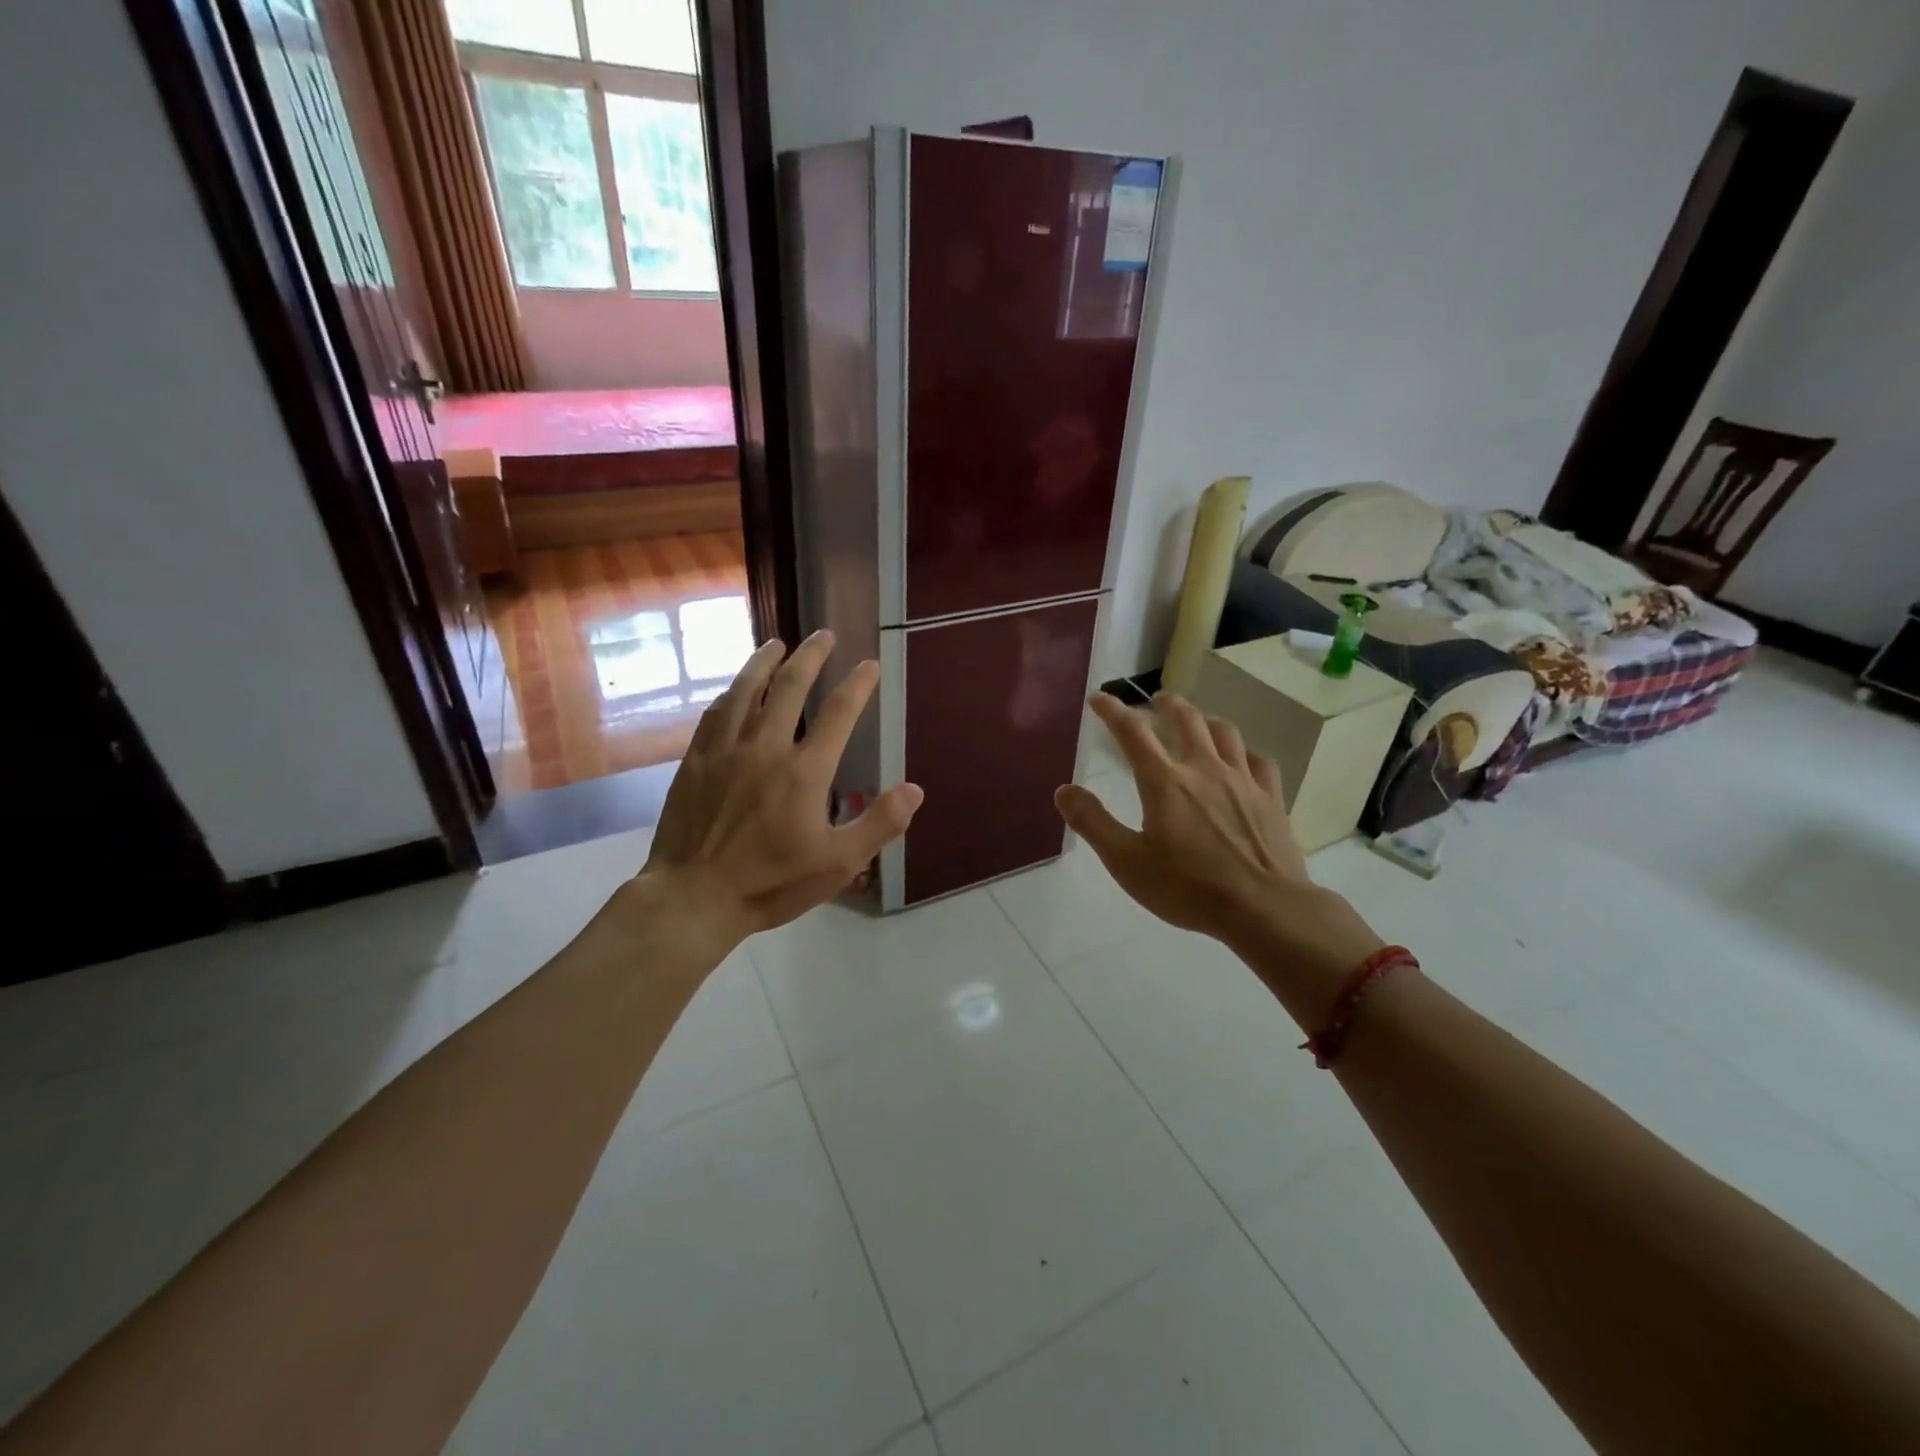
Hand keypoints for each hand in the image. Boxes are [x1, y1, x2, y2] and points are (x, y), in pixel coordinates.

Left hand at [637, 631, 923, 947]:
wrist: (693, 898)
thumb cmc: (770, 883)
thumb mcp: (838, 863)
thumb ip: (879, 824)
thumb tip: (915, 790)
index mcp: (805, 771)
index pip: (839, 713)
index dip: (858, 684)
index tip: (870, 664)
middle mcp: (765, 747)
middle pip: (790, 686)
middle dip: (811, 656)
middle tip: (823, 634)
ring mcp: (726, 750)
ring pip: (746, 690)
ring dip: (764, 662)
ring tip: (776, 643)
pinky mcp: (696, 761)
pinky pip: (715, 714)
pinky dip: (730, 693)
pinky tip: (734, 688)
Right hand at [1054, 693, 1379, 1006]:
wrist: (1264, 908)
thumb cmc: (1188, 887)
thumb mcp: (1126, 861)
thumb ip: (1093, 822)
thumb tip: (1064, 790)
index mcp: (1165, 782)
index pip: (1132, 733)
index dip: (1112, 711)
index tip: (1098, 698)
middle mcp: (1204, 769)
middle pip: (1186, 719)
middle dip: (1167, 704)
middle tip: (1157, 700)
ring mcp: (1242, 781)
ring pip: (1225, 733)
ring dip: (1206, 720)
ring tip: (1198, 720)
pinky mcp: (1271, 799)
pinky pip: (1259, 762)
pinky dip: (1245, 753)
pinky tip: (1243, 760)